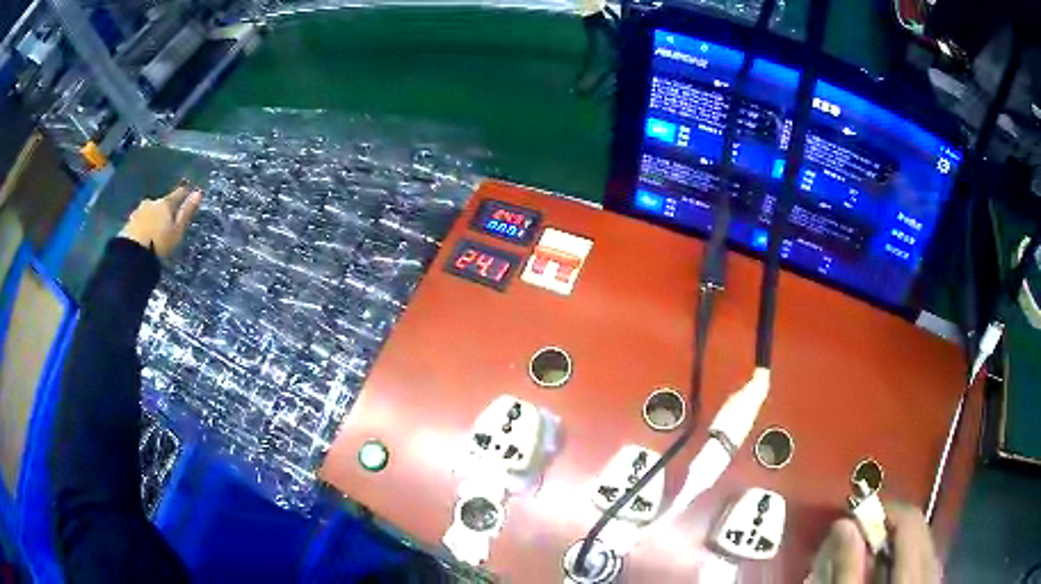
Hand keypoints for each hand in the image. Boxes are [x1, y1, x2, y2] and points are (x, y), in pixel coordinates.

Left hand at [119, 185, 201, 257]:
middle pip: (160, 203)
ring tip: (154, 230)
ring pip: (148, 211)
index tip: (189, 192)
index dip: (184, 193)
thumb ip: (186, 212)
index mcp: (165, 203)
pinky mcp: (128, 224)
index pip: (178, 194)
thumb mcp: (177, 231)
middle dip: (164, 209)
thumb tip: (198, 192)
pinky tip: (143, 236)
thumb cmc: (159, 243)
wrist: (132, 255)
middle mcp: (151, 203)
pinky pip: (139, 222)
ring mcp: (138, 212)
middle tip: (167, 219)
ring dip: (152, 217)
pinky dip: (142, 226)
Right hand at [810, 503, 939, 583]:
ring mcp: (936, 580)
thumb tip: (843, 525)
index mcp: (914, 578)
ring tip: (870, 559)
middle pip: (920, 529)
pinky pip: (926, 561)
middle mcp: (933, 572)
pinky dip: (905, 560)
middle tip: (858, 540)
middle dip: (890, 528)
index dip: (885, 511)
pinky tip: (886, 576)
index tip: (856, 517)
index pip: (910, 522)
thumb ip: (848, 570)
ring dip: (897, 545)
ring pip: (924, 545)